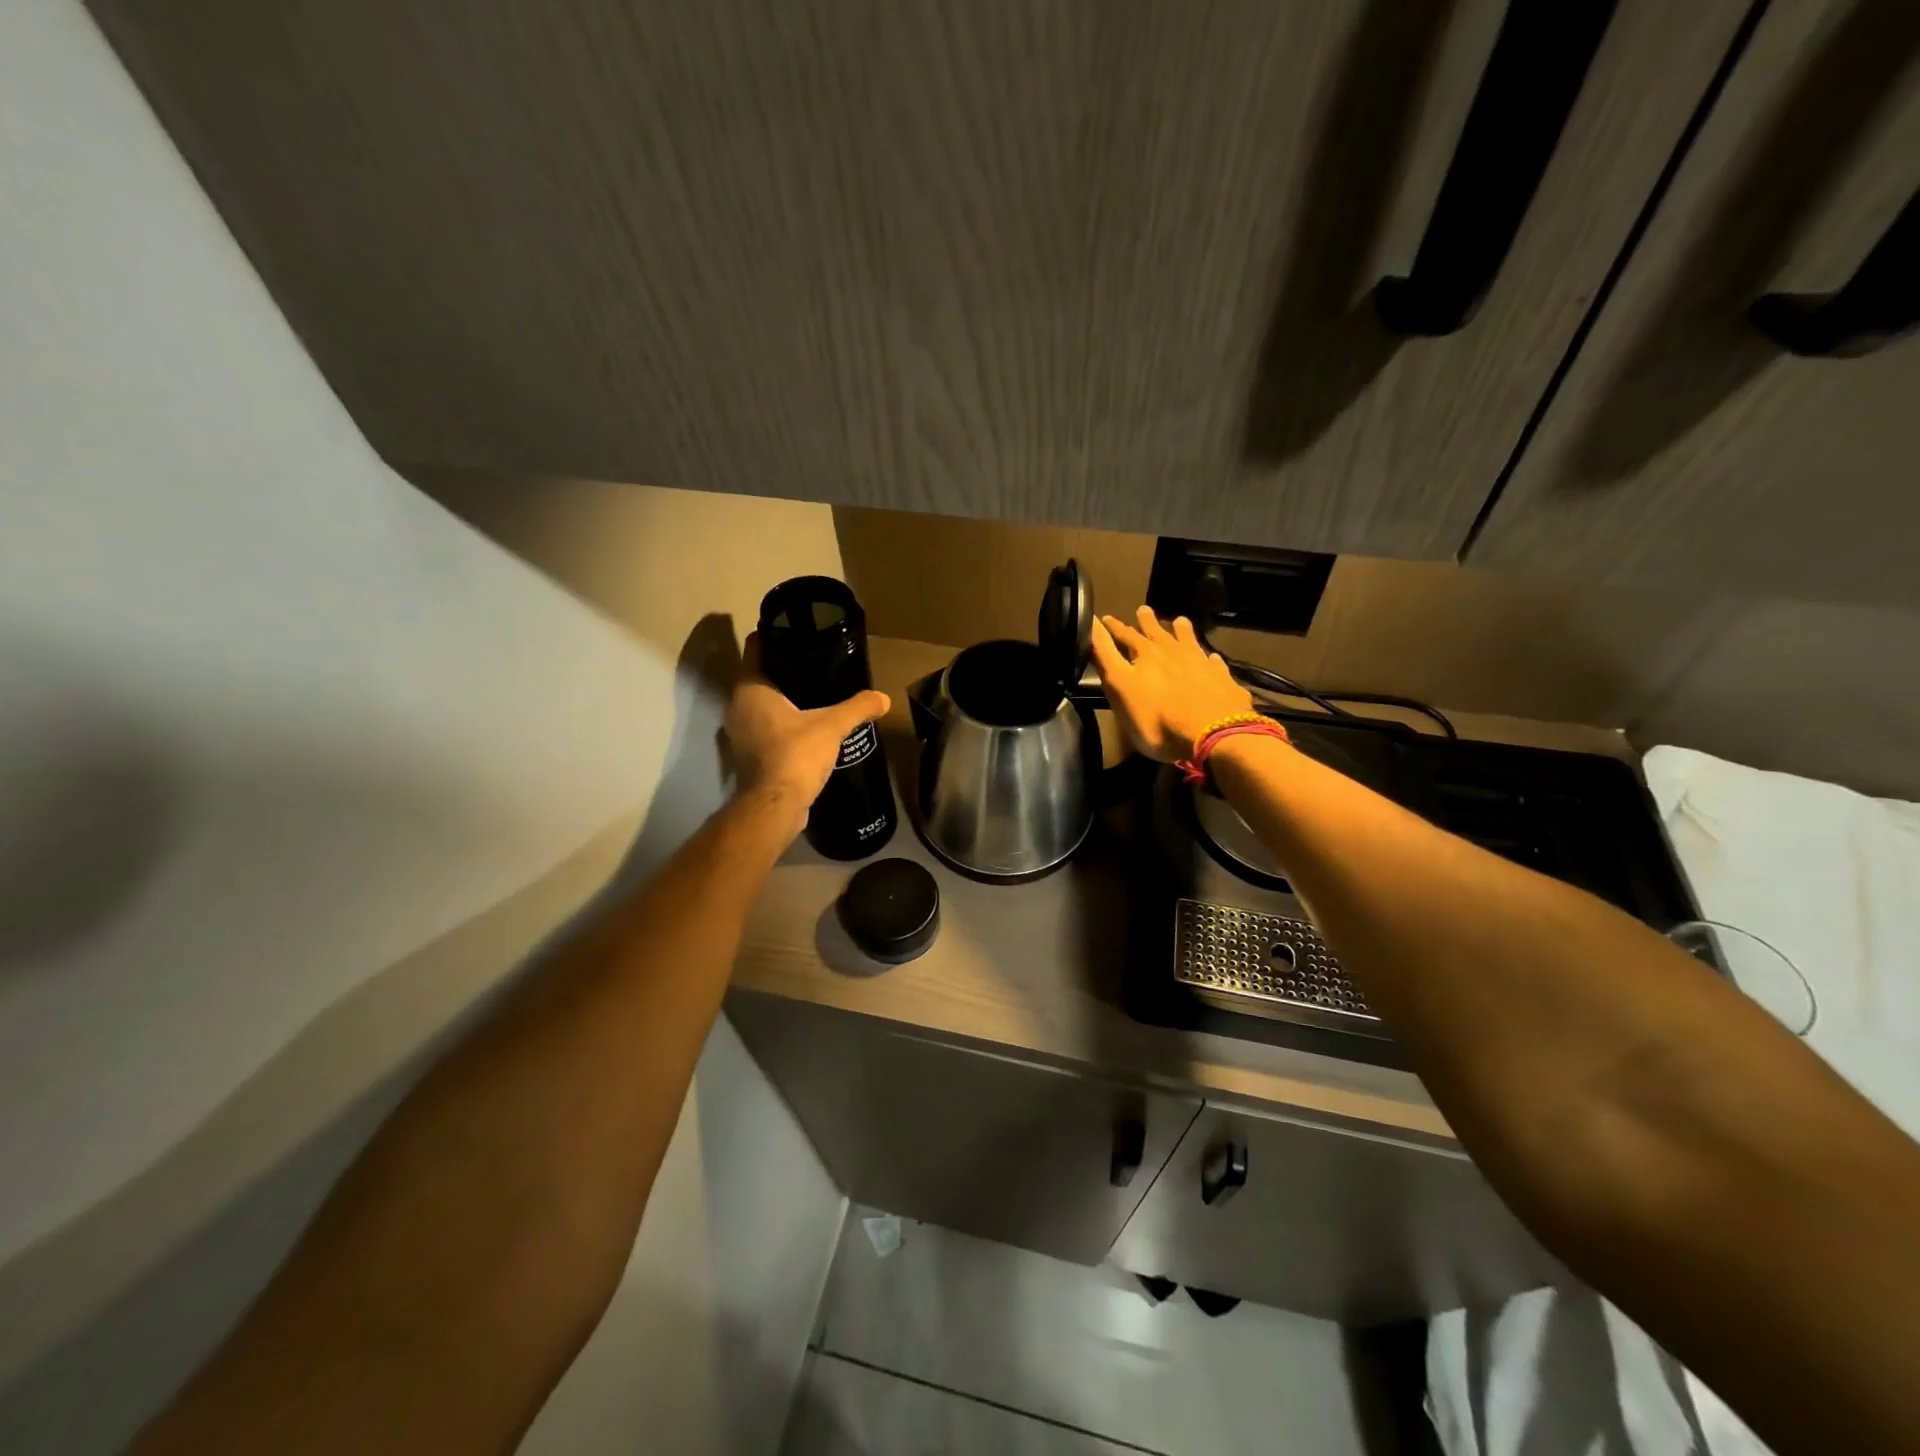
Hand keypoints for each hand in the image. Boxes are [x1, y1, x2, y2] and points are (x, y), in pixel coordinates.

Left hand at [724, 633, 890, 838]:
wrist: (775, 806)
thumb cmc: (796, 755)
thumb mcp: (832, 726)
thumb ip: (858, 707)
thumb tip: (884, 697)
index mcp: (751, 689)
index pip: (756, 647)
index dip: (773, 634)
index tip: (795, 629)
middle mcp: (738, 706)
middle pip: (758, 675)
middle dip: (782, 667)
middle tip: (813, 659)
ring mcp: (740, 733)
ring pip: (760, 703)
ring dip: (781, 697)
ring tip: (813, 690)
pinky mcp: (749, 754)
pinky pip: (765, 727)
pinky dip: (781, 722)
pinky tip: (806, 724)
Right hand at [1091, 607, 1252, 762]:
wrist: (1212, 735)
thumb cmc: (1157, 718)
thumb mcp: (1119, 686)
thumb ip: (1105, 654)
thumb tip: (1091, 620)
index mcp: (1147, 655)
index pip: (1127, 635)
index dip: (1115, 627)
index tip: (1107, 618)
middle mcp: (1175, 653)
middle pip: (1159, 633)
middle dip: (1148, 622)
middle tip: (1144, 609)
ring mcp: (1202, 665)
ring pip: (1189, 642)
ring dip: (1182, 632)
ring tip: (1180, 621)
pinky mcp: (1223, 681)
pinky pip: (1215, 664)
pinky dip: (1210, 659)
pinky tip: (1212, 658)